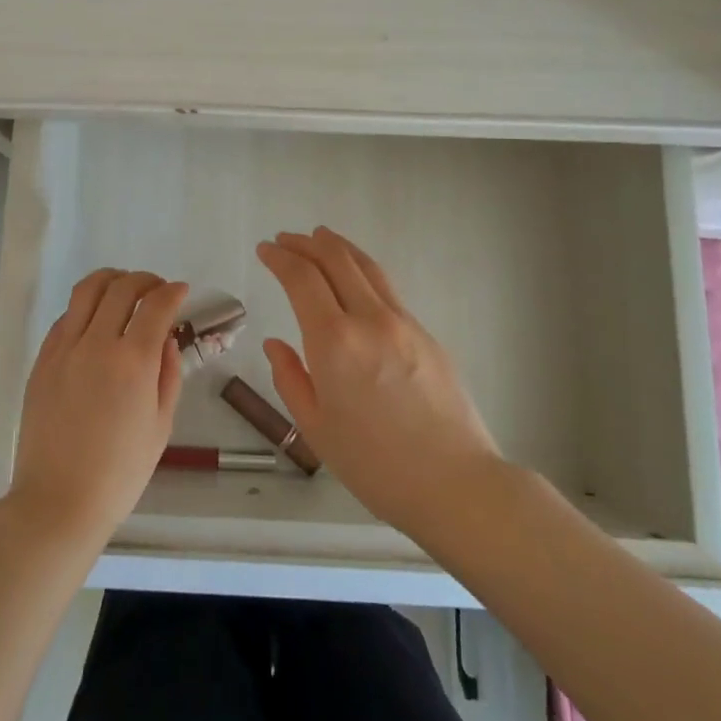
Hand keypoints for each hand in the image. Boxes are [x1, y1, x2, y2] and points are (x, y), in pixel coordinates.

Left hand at [6, 269, 187, 548]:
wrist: (58, 501)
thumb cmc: (120, 472)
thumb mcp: (161, 425)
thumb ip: (168, 375)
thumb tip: (166, 340)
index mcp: (133, 361)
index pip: (156, 305)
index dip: (173, 292)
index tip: (181, 292)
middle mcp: (97, 343)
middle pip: (121, 288)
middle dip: (145, 280)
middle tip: (156, 289)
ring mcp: (64, 349)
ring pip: (86, 291)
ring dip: (111, 280)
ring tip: (123, 289)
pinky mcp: (42, 360)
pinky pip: (65, 318)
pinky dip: (84, 308)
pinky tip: (94, 321)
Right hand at [257, 227, 502, 538]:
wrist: (455, 483)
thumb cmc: (375, 466)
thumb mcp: (316, 428)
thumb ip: (290, 378)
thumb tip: (276, 344)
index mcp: (334, 342)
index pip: (302, 278)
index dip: (280, 257)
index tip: (266, 249)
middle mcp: (369, 320)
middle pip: (336, 260)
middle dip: (306, 243)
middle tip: (286, 239)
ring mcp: (403, 323)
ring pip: (367, 267)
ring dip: (338, 247)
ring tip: (320, 238)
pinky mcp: (426, 333)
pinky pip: (387, 289)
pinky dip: (362, 271)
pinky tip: (355, 280)